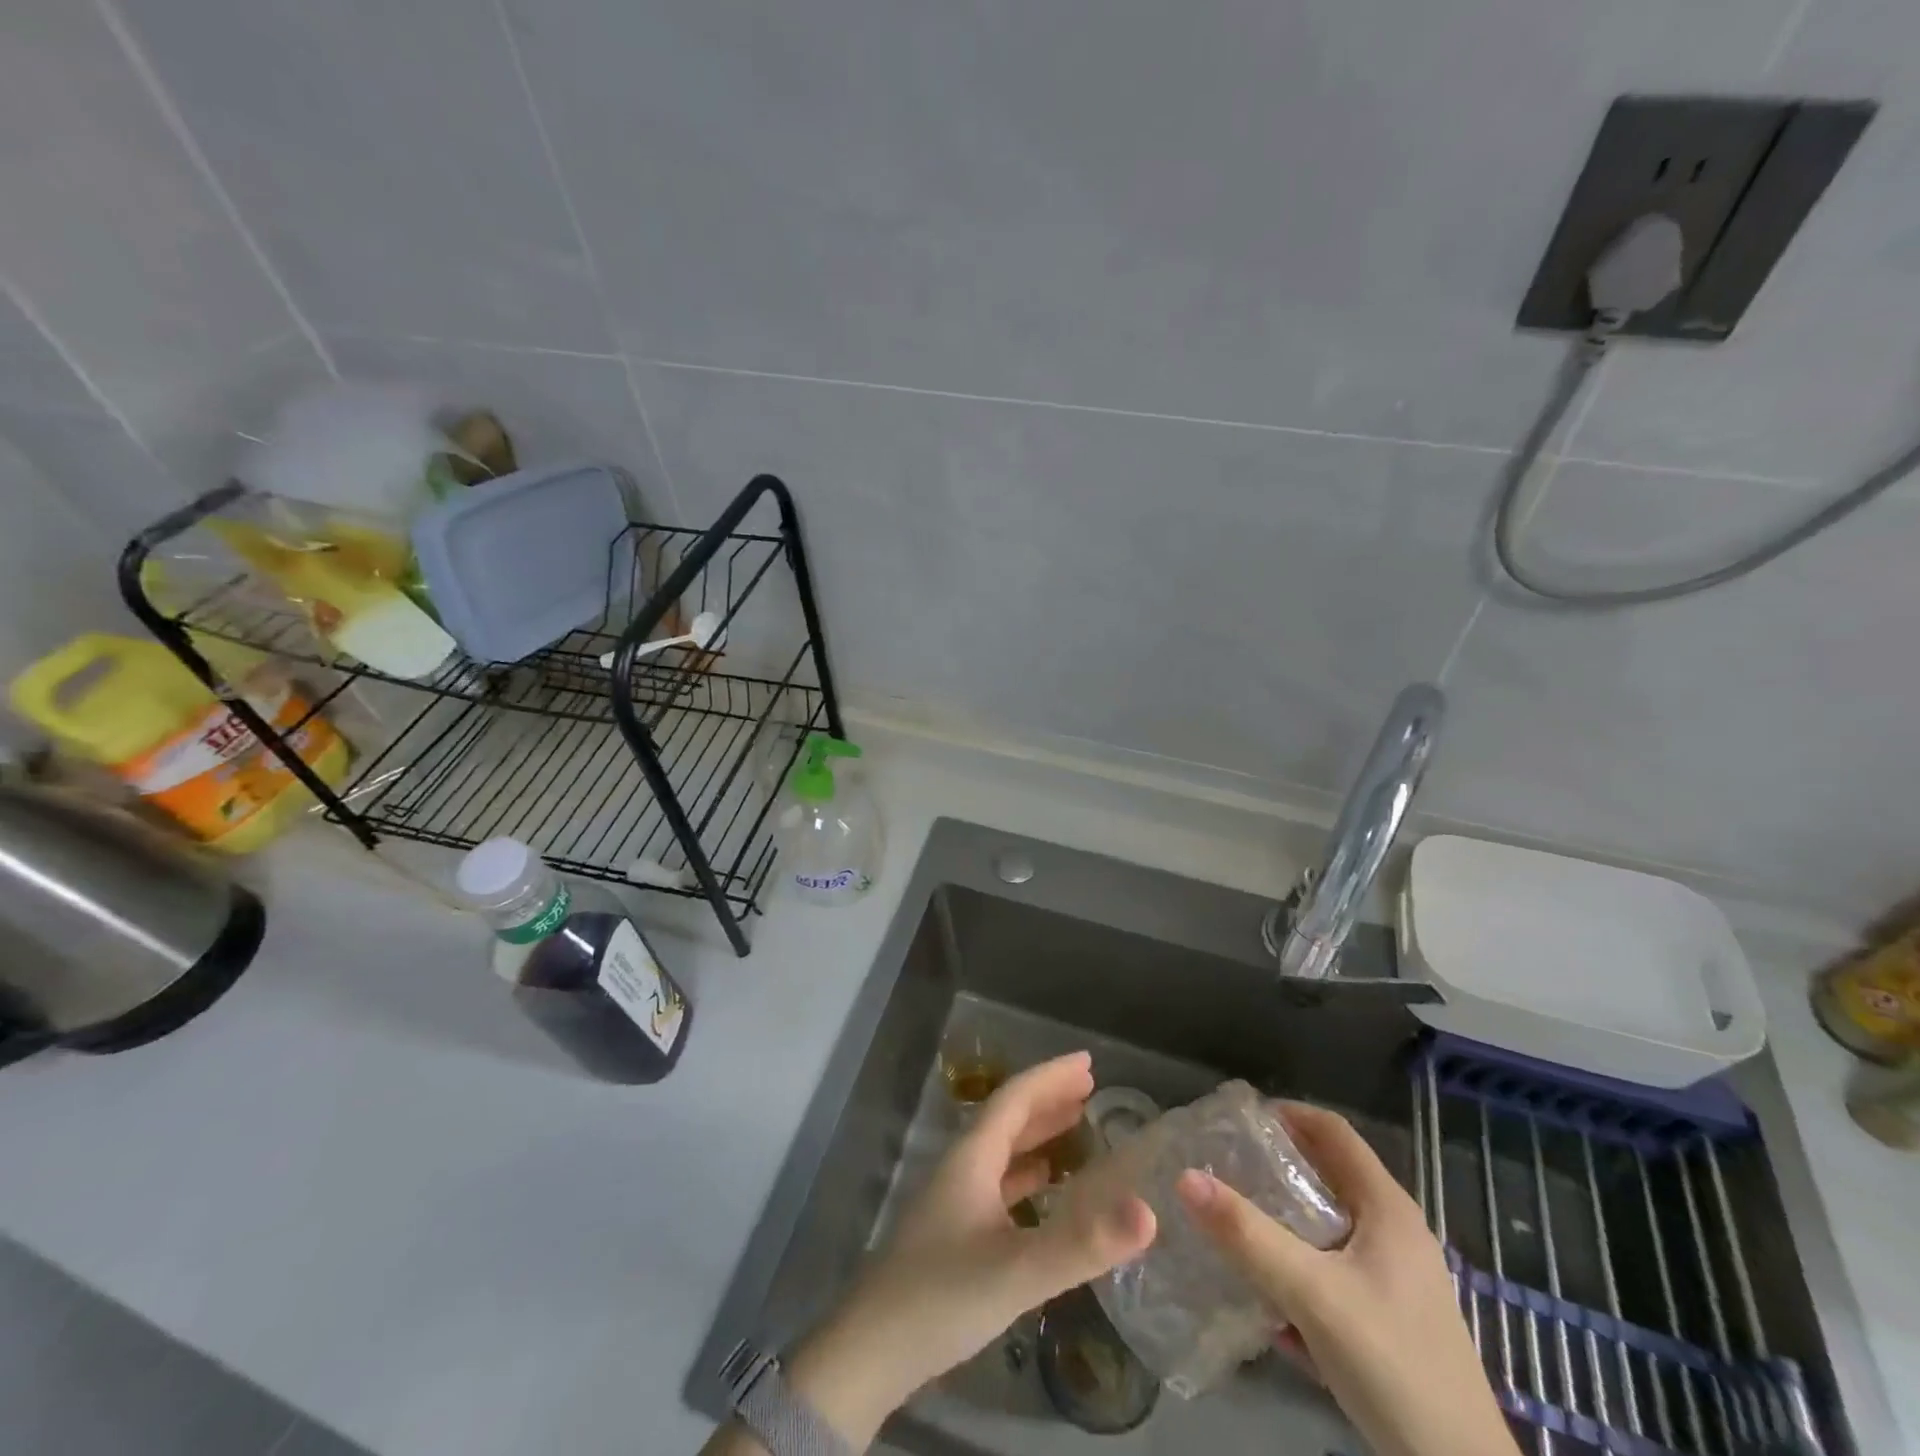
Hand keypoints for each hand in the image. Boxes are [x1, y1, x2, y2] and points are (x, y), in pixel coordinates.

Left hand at [784, 1052, 1155, 1449]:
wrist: (871, 1351)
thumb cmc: (942, 1295)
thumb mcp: (1017, 1270)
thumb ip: (1081, 1243)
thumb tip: (1149, 1211)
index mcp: (972, 1157)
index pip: (1015, 1098)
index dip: (1051, 1076)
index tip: (1088, 1061)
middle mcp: (963, 1167)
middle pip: (1009, 1117)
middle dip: (1048, 1097)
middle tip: (1090, 1086)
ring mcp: (955, 1199)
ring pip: (1003, 1149)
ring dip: (1038, 1132)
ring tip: (1076, 1123)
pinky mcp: (955, 1231)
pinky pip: (999, 1183)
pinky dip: (1028, 1173)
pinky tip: (1045, 1187)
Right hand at [1175, 1102, 1520, 1455]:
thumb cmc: (1392, 1362)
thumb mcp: (1312, 1294)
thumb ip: (1248, 1235)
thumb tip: (1185, 1177)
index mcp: (1386, 1207)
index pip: (1332, 1129)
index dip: (1286, 1114)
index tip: (1236, 1121)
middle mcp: (1395, 1232)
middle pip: (1327, 1175)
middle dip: (1275, 1168)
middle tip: (1223, 1167)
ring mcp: (1396, 1278)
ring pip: (1328, 1227)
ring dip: (1283, 1221)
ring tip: (1233, 1223)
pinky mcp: (1390, 1319)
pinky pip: (1334, 1271)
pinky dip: (1300, 1267)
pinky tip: (1267, 1297)